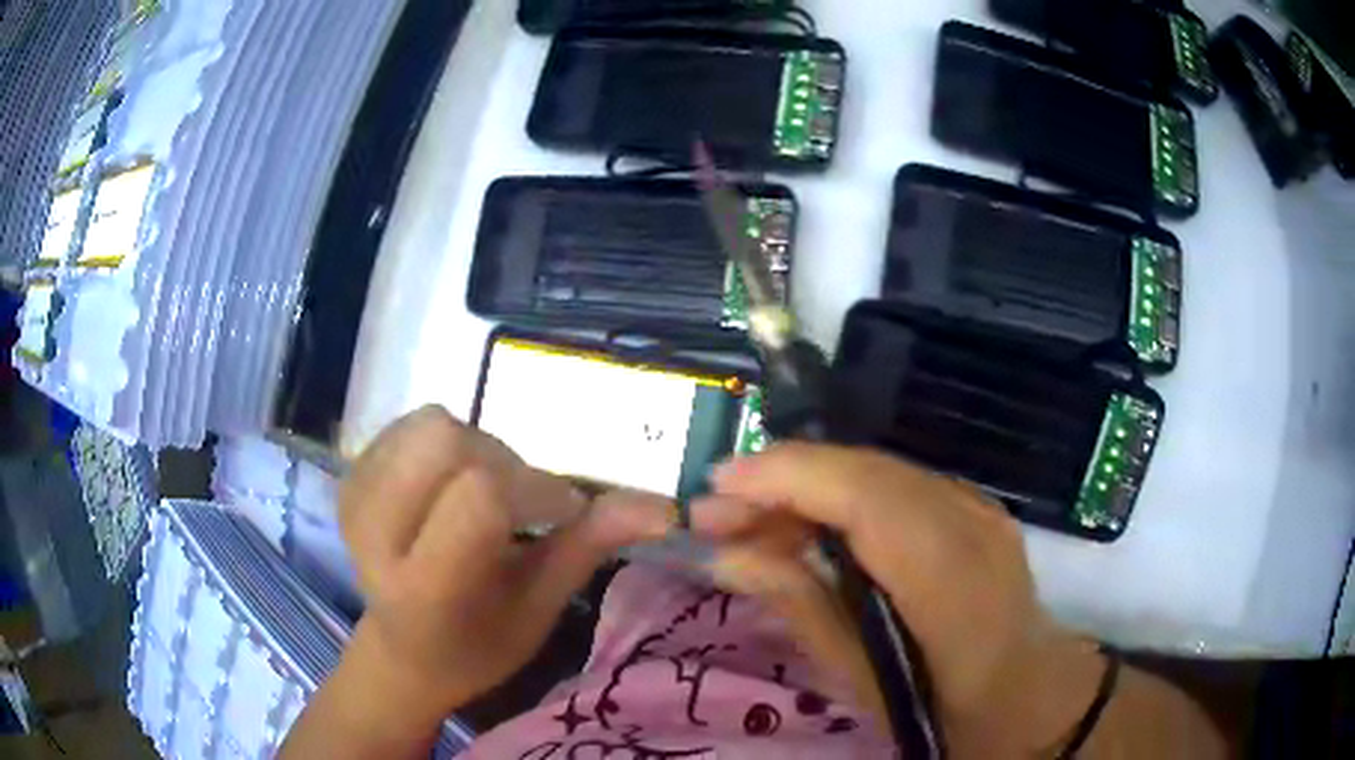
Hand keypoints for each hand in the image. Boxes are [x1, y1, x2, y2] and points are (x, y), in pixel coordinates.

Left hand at [338, 406, 672, 719]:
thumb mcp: (540, 608)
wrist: (403, 650)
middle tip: (520, 502)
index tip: (562, 512)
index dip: (535, 489)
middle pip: (446, 442)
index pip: (479, 496)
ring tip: (487, 494)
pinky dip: (448, 444)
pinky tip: (453, 485)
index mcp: (425, 587)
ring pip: (430, 424)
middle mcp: (375, 534)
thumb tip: (664, 506)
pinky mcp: (350, 475)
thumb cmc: (479, 645)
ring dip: (476, 449)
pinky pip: (410, 424)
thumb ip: (590, 547)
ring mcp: (354, 497)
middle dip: (502, 462)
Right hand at [691, 443, 1105, 752]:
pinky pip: (896, 485)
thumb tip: (730, 556)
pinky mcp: (974, 507)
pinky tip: (806, 525)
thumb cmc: (945, 707)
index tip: (716, 485)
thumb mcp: (863, 679)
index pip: (865, 497)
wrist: (1028, 693)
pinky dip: (841, 496)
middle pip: (866, 470)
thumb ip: (801, 607)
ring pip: (878, 470)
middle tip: (715, 510)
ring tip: (748, 520)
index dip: (788, 478)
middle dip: (782, 478)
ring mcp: (979, 507)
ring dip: (807, 486)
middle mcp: (970, 523)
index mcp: (950, 578)